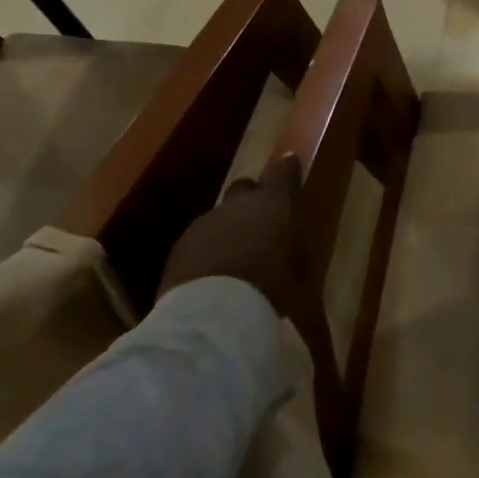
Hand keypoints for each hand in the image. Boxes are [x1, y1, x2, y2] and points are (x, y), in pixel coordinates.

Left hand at [159, 154, 302, 308]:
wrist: (213, 314)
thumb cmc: (272, 288)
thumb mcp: (300, 270)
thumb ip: (294, 248)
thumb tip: (289, 244)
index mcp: (273, 203)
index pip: (283, 172)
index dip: (288, 168)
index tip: (290, 164)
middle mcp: (236, 205)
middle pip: (244, 188)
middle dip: (252, 200)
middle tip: (261, 222)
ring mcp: (203, 224)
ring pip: (219, 218)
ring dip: (228, 230)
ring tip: (237, 258)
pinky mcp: (178, 250)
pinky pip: (199, 243)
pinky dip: (207, 252)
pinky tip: (214, 276)